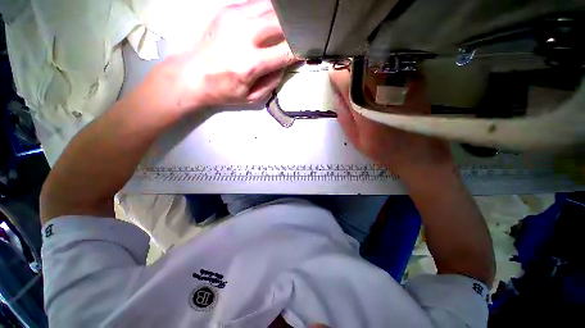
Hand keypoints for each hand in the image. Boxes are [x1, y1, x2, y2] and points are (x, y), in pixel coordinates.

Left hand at [143, 0, 296, 110]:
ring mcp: (235, 18)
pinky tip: (272, 21)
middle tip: (301, 36)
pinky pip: (257, 3)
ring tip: (289, 27)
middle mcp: (244, 36)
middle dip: (296, 30)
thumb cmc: (224, 90)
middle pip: (282, 23)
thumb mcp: (252, 97)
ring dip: (284, 18)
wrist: (192, 75)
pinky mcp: (228, 10)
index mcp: (251, 63)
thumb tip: (286, 65)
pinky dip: (270, 10)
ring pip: (272, 7)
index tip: (307, 51)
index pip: (286, 51)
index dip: (300, 50)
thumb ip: (272, 82)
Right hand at [329, 68, 453, 177]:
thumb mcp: (356, 139)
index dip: (337, 75)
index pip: (348, 83)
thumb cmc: (382, 151)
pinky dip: (385, 69)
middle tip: (346, 74)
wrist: (418, 156)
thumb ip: (344, 117)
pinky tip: (381, 78)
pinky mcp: (416, 85)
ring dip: (366, 66)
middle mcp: (383, 94)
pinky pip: (396, 68)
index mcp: (365, 110)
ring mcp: (402, 88)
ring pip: (379, 65)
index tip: (333, 74)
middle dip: (351, 68)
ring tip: (361, 76)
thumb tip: (336, 95)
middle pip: (363, 68)